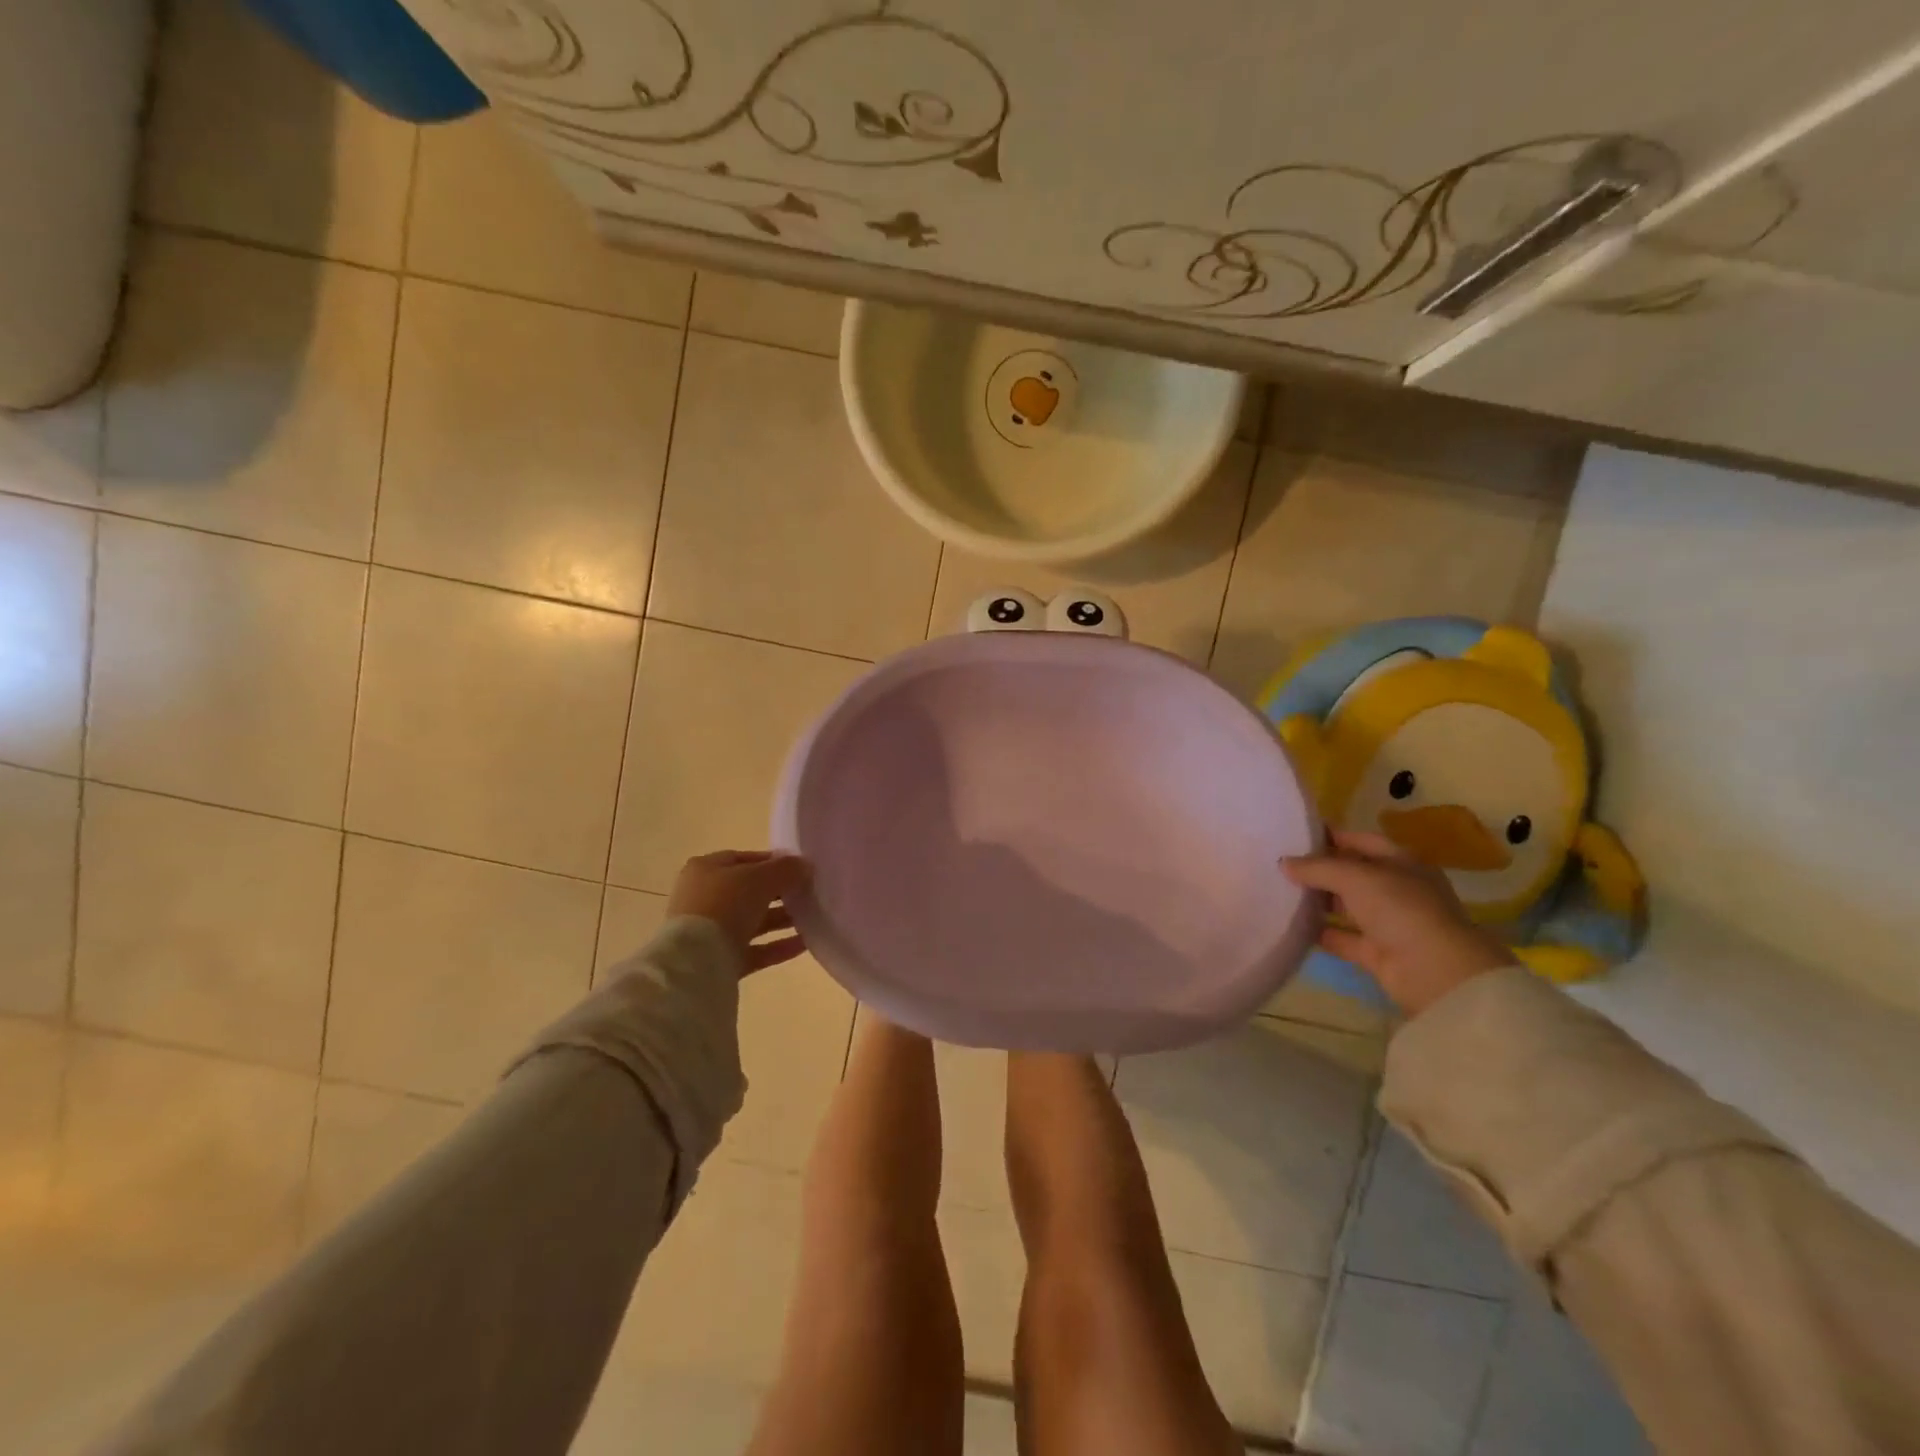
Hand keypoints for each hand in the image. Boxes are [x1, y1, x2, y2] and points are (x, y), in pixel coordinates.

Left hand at [666, 851, 811, 973]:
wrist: (696, 960)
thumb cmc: (725, 904)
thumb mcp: (761, 878)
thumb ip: (786, 869)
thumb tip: (805, 866)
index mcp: (706, 870)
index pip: (744, 860)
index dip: (773, 862)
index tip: (800, 868)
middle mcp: (705, 898)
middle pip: (749, 892)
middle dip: (780, 893)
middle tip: (808, 894)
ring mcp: (711, 931)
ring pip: (753, 921)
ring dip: (782, 920)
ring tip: (812, 918)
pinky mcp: (720, 960)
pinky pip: (755, 950)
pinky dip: (778, 946)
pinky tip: (805, 943)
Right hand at [1283, 830, 1515, 1016]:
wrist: (1434, 971)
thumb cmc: (1400, 909)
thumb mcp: (1355, 877)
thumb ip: (1317, 867)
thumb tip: (1283, 862)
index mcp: (1402, 863)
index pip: (1363, 841)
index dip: (1333, 836)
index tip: (1297, 834)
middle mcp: (1397, 890)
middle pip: (1353, 874)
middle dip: (1321, 869)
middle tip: (1281, 864)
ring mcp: (1389, 923)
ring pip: (1347, 906)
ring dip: (1319, 901)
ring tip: (1280, 892)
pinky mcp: (1377, 953)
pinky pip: (1342, 938)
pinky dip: (1321, 933)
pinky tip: (1292, 926)